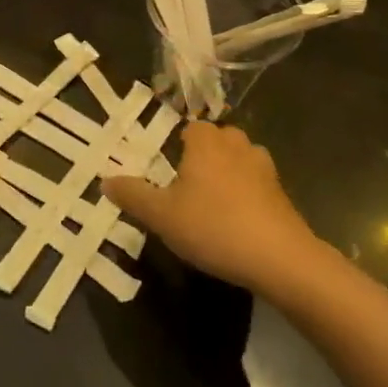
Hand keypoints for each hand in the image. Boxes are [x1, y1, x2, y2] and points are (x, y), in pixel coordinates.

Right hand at [103, 122, 319, 294]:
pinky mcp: (281, 191)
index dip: (177, 147)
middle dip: (202, 159)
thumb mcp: (162, 216)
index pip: (189, 128)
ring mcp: (263, 166)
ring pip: (238, 160)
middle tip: (185, 191)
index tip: (167, 173)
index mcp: (206, 141)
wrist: (279, 258)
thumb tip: (106, 180)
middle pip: (215, 141)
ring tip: (211, 206)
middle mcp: (236, 143)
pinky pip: (256, 184)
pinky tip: (236, 222)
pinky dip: (246, 195)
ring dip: (226, 176)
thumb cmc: (213, 227)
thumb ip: (132, 195)